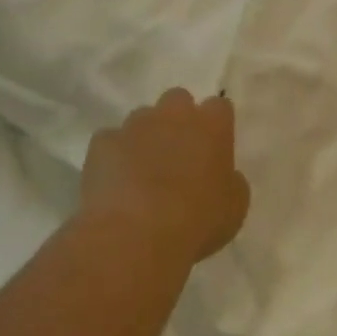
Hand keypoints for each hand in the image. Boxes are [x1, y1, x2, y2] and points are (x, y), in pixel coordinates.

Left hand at [80, 90, 249, 266]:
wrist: (134, 235)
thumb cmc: (195, 222)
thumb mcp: (233, 209)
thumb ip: (231, 182)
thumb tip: (224, 176)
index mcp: (211, 126)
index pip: (219, 107)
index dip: (216, 127)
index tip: (213, 149)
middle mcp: (174, 114)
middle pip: (178, 100)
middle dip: (178, 120)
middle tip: (178, 154)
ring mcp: (135, 124)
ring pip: (142, 118)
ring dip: (145, 136)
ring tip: (142, 171)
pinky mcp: (103, 142)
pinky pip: (111, 141)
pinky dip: (114, 156)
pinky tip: (115, 183)